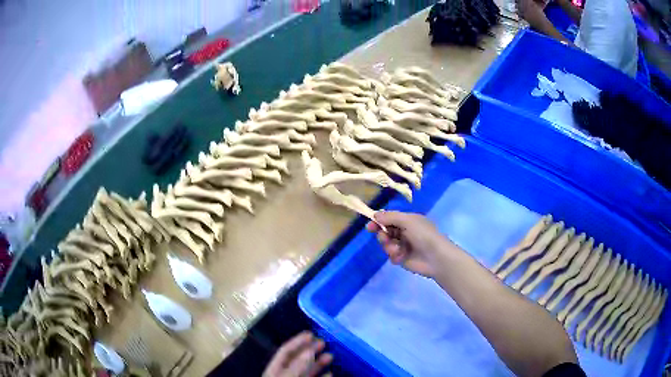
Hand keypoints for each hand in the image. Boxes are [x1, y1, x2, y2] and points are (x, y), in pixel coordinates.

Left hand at [263, 331, 332, 376]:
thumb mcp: (286, 376)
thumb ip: (297, 365)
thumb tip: (309, 350)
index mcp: (274, 369)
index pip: (285, 351)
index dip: (297, 341)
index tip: (311, 333)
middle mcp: (284, 373)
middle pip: (297, 359)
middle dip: (311, 350)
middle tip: (324, 342)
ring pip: (307, 370)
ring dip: (319, 362)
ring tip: (330, 356)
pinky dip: (322, 375)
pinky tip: (331, 373)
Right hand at [367, 211, 454, 277]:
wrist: (435, 257)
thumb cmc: (423, 235)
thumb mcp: (407, 221)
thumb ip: (390, 217)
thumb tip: (375, 215)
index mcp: (408, 220)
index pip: (389, 218)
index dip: (379, 221)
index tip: (369, 226)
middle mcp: (405, 232)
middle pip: (385, 231)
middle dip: (383, 235)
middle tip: (385, 238)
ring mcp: (403, 245)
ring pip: (387, 244)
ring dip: (389, 246)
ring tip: (396, 249)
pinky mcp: (402, 258)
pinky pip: (391, 255)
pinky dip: (394, 255)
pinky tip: (400, 257)